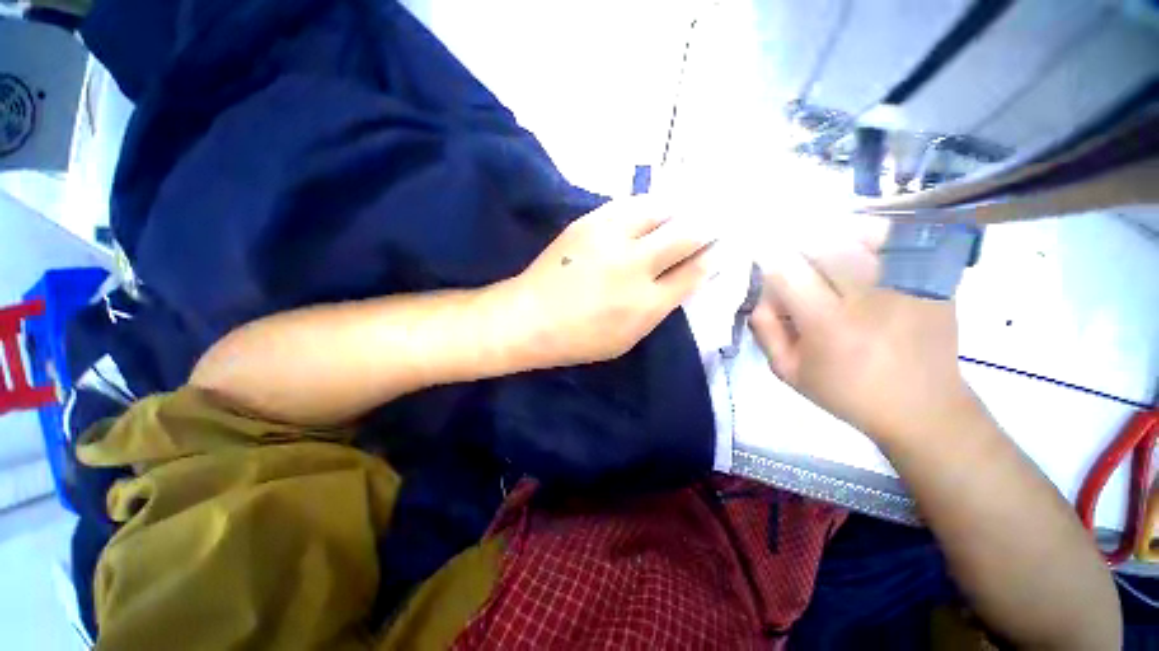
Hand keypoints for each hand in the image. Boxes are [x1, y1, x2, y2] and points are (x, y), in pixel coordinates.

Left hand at [499, 196, 712, 368]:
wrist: (530, 318)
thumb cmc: (579, 339)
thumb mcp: (627, 339)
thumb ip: (657, 310)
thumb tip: (680, 282)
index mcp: (647, 303)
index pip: (694, 273)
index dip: (711, 259)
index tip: (719, 251)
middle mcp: (635, 266)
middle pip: (685, 236)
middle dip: (705, 228)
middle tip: (713, 224)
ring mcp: (611, 239)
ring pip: (660, 210)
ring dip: (678, 210)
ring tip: (685, 210)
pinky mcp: (590, 222)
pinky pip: (629, 204)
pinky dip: (648, 206)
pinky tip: (652, 209)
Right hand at [749, 238, 981, 443]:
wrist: (923, 407)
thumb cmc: (847, 392)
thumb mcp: (788, 371)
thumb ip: (765, 330)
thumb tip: (764, 294)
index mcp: (828, 324)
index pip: (787, 271)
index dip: (770, 261)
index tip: (765, 262)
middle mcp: (868, 297)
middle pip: (823, 245)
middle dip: (799, 247)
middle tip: (794, 260)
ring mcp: (906, 285)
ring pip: (860, 236)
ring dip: (833, 237)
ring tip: (824, 250)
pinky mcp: (932, 280)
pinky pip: (896, 243)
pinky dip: (872, 237)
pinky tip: (861, 249)